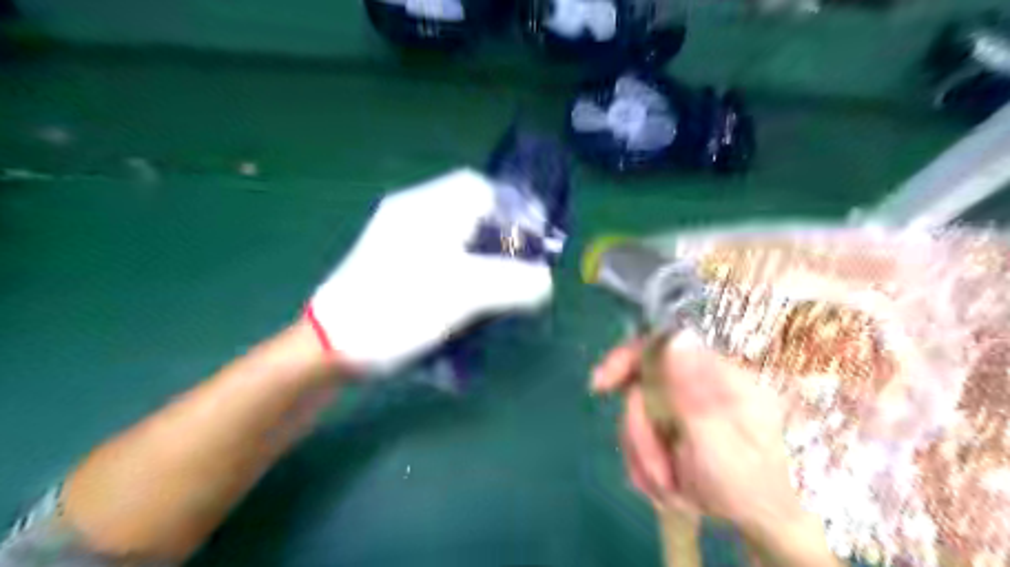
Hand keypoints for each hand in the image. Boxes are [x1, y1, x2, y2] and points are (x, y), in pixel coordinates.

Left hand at [308, 168, 550, 376]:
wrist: (331, 344)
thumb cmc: (398, 310)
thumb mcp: (465, 296)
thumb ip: (515, 284)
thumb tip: (545, 281)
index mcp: (427, 208)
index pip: (481, 187)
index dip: (514, 208)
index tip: (534, 238)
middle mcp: (411, 212)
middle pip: (469, 209)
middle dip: (501, 233)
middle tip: (520, 263)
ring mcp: (397, 236)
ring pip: (454, 231)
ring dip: (482, 250)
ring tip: (499, 281)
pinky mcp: (391, 261)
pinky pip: (438, 251)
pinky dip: (461, 264)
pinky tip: (466, 291)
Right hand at [593, 333, 818, 544]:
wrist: (764, 522)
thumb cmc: (751, 485)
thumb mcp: (720, 441)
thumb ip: (693, 392)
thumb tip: (677, 336)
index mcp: (717, 376)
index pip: (661, 346)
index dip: (624, 359)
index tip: (599, 385)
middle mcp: (697, 385)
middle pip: (640, 390)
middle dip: (642, 436)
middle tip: (661, 473)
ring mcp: (684, 406)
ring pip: (636, 418)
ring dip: (645, 458)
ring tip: (672, 489)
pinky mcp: (674, 427)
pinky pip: (640, 439)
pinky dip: (646, 466)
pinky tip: (669, 487)